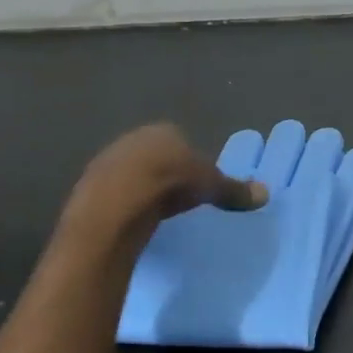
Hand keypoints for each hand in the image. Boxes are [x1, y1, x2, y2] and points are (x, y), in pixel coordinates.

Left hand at [60, 124, 266, 250]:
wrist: (116, 205)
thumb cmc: (170, 185)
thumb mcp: (210, 187)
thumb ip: (234, 190)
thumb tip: (266, 193)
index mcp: (164, 132)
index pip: (180, 140)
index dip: (189, 160)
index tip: (196, 182)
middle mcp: (133, 139)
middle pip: (153, 154)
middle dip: (163, 172)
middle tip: (177, 198)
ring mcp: (106, 161)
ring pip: (130, 173)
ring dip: (140, 189)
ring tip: (154, 213)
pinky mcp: (87, 186)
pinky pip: (112, 193)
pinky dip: (122, 204)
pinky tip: (131, 221)